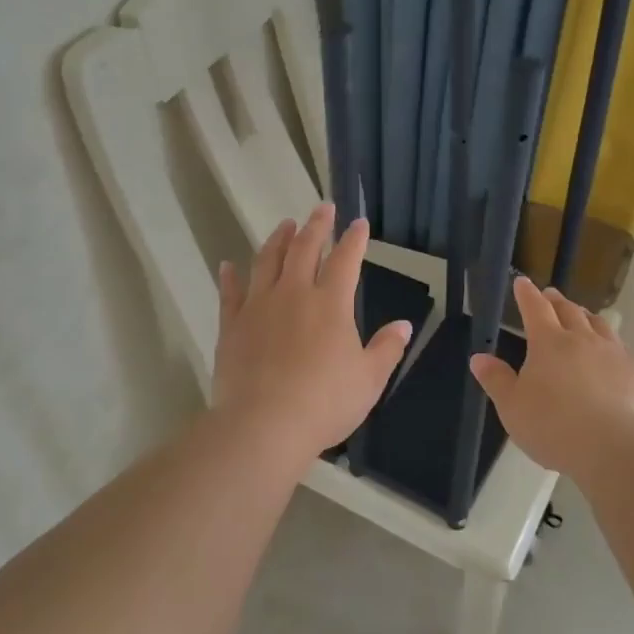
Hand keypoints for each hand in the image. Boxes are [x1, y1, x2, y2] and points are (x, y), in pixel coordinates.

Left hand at [211, 202, 413, 460]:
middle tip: (322, 209)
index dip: (354, 239)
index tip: (359, 223)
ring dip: (278, 240)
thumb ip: (386, 349)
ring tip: (285, 225)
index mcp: (331, 303)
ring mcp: (259, 306)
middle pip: (305, 249)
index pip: (346, 260)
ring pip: (267, 261)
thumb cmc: (325, 403)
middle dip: (316, 226)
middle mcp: (294, 294)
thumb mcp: (369, 380)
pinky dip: (230, 276)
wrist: (264, 424)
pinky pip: (231, 293)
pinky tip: (229, 265)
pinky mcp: (232, 325)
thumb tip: (404, 325)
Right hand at [469, 276, 633, 473]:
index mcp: (549, 343)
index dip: (526, 294)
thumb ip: (496, 380)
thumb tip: (479, 357)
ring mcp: (615, 354)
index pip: (535, 309)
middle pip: (570, 311)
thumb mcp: (513, 407)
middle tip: (551, 295)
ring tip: (583, 315)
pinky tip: (613, 356)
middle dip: (557, 301)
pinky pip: (623, 350)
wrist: (616, 448)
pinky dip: (612, 345)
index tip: (522, 282)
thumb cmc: (554, 426)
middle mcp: (584, 340)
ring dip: (587, 316)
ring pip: (600, 325)